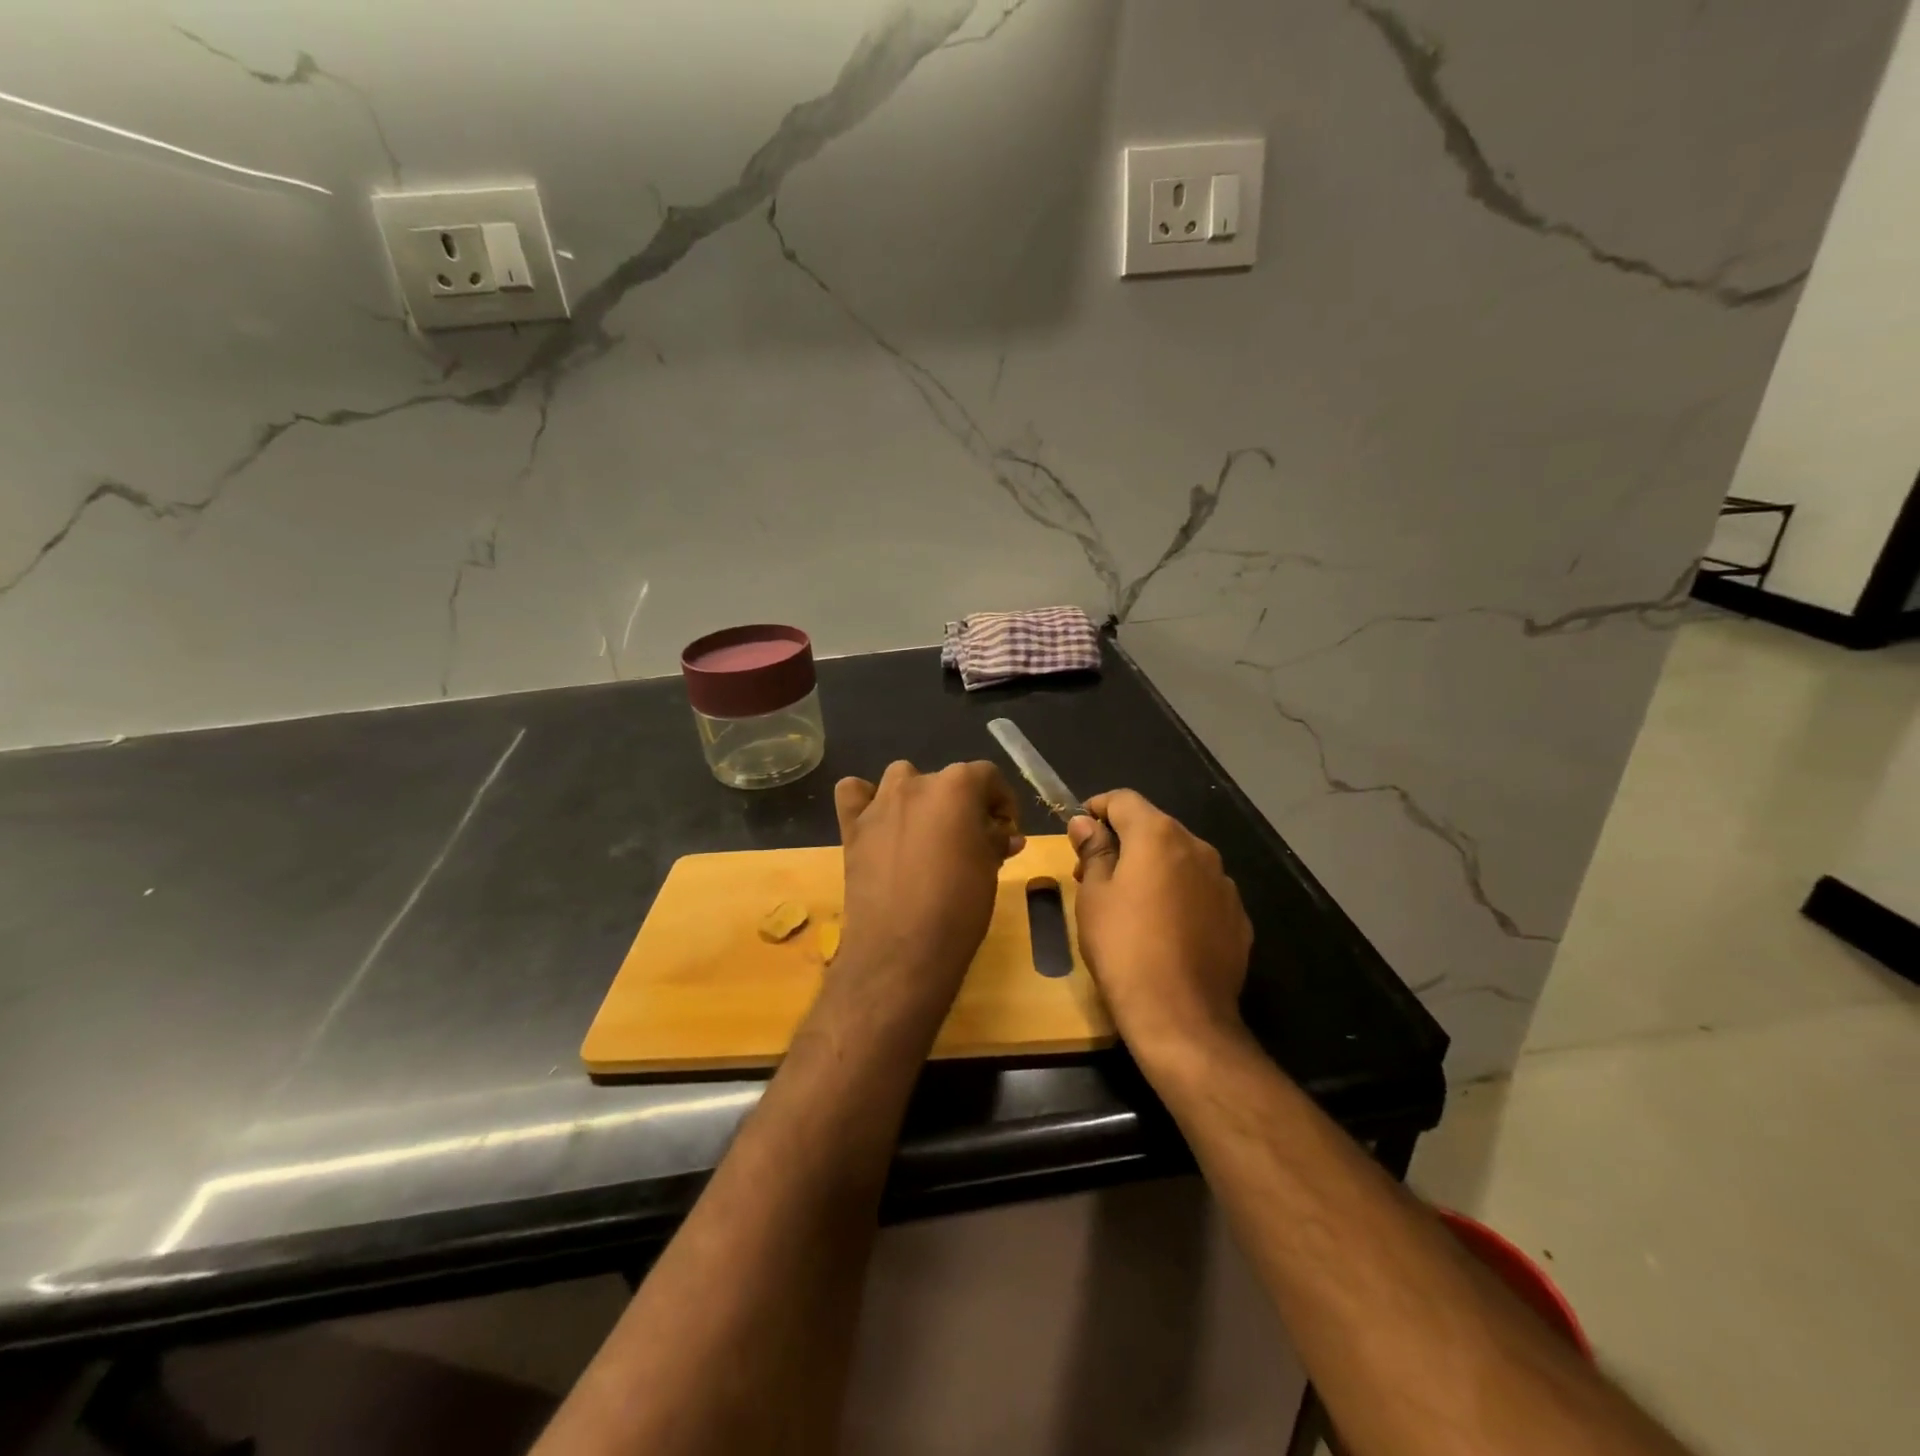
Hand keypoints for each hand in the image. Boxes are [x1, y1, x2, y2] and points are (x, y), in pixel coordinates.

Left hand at [834, 761, 1025, 994]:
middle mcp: (917, 784)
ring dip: (918, 797)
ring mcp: (880, 803)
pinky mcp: (852, 827)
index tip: (1006, 831)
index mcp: (957, 787)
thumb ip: (995, 841)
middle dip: (963, 805)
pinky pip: (854, 793)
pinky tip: (879, 822)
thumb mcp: (989, 870)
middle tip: (972, 841)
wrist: (902, 948)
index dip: (1002, 802)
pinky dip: (866, 800)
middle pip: (946, 780)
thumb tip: (1005, 834)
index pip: (988, 776)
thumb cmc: (959, 907)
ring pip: (901, 778)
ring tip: (926, 832)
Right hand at [1069, 790, 1251, 1063]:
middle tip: (1094, 874)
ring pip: (1180, 860)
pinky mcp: (1238, 917)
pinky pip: (1200, 891)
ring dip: (1153, 869)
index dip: (1098, 809)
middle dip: (1124, 842)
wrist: (1182, 1016)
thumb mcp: (1094, 896)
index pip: (1124, 799)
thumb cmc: (1124, 947)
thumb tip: (1086, 823)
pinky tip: (1164, 929)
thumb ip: (1093, 851)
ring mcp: (1223, 883)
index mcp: (1159, 835)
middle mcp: (1198, 848)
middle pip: (1154, 828)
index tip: (1080, 832)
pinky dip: (1179, 896)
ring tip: (1129, 905)